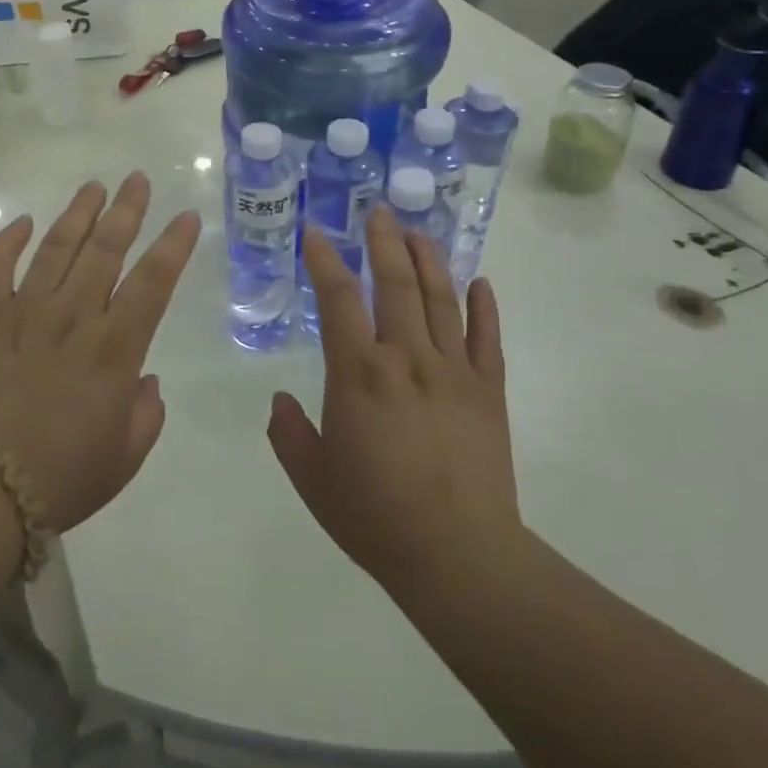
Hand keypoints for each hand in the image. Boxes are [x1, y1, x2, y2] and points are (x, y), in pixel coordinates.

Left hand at [0, 173, 200, 533]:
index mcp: (114, 349)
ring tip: (93, 187)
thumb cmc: (60, 479)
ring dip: (77, 213)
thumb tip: (145, 381)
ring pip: (56, 248)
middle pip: (105, 249)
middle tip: (137, 179)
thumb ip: (144, 415)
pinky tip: (21, 223)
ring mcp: (25, 312)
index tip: (187, 217)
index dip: (174, 246)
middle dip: (126, 210)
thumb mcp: (123, 459)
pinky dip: (8, 242)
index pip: (153, 282)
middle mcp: (73, 317)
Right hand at [268, 205, 521, 598]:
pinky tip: (478, 282)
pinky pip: (486, 338)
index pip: (338, 298)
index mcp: (359, 373)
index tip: (315, 232)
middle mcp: (406, 358)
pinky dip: (483, 306)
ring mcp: (453, 371)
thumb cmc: (376, 516)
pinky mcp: (488, 392)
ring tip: (418, 231)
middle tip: (379, 210)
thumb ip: (288, 434)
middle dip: (384, 242)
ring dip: (428, 260)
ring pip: (440, 299)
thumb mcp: (313, 479)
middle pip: (394, 284)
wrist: (459, 557)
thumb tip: (279, 402)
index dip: (324, 260)